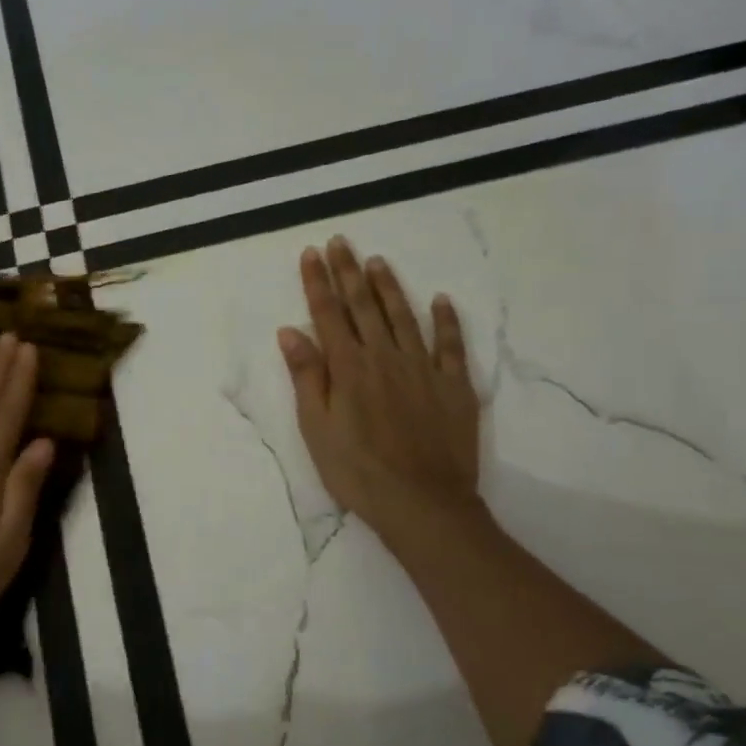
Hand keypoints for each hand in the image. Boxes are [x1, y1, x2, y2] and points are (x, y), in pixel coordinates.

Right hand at [278, 237, 483, 542]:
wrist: (423, 503)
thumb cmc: (358, 471)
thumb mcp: (317, 428)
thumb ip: (307, 377)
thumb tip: (290, 331)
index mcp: (349, 368)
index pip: (329, 314)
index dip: (318, 282)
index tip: (311, 253)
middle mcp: (385, 357)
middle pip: (363, 306)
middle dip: (348, 271)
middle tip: (340, 241)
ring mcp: (423, 368)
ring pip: (404, 316)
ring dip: (389, 287)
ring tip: (377, 261)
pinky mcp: (454, 385)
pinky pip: (451, 344)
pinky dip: (446, 320)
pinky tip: (441, 300)